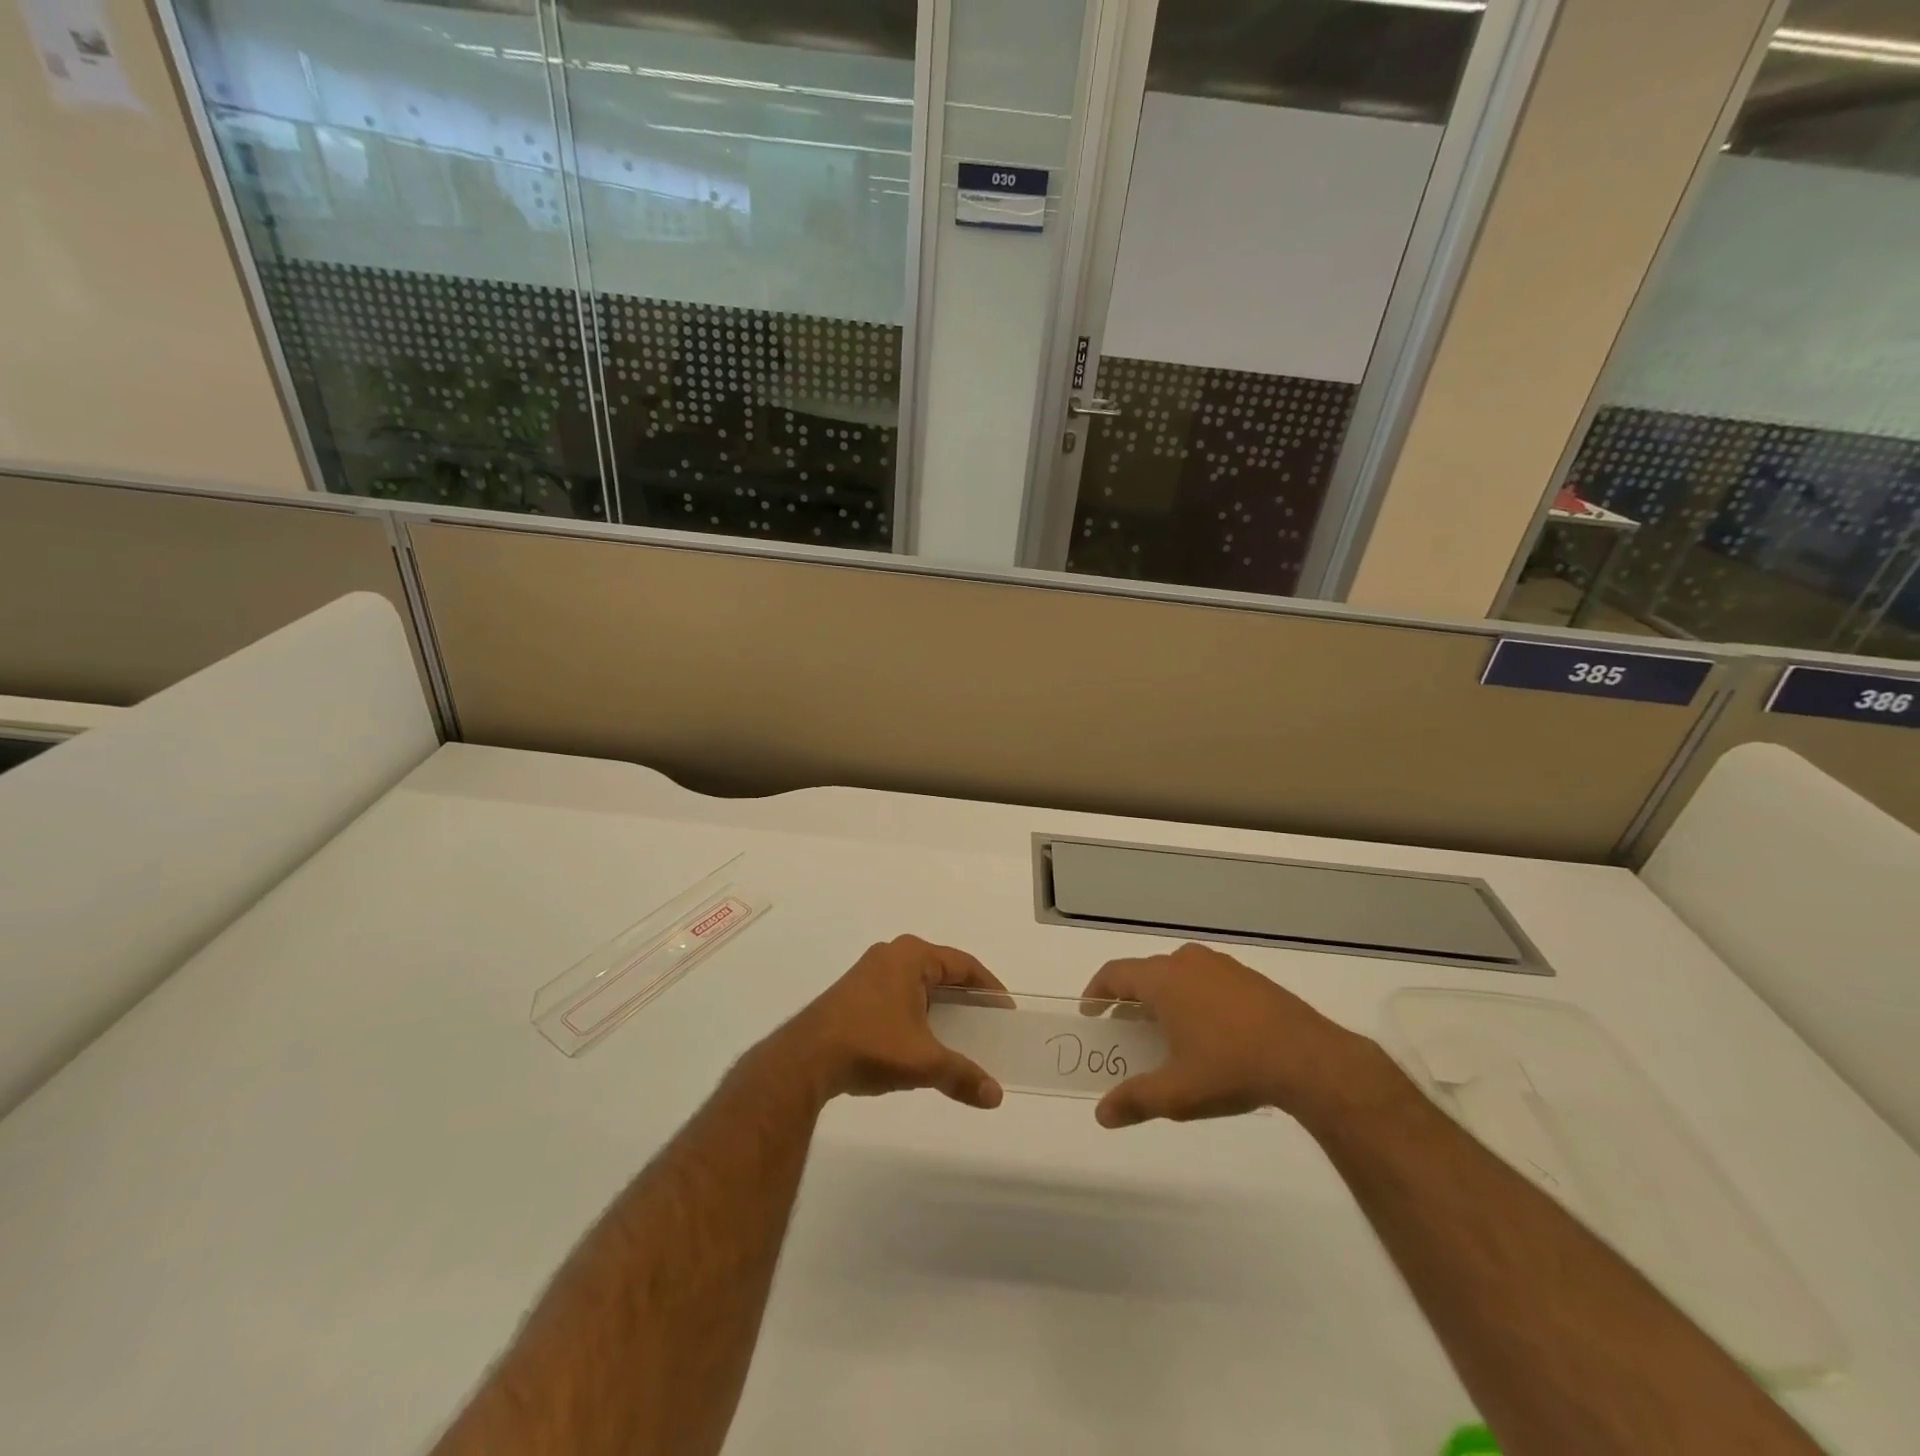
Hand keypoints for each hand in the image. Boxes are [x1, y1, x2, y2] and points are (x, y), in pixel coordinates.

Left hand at [778, 936, 1007, 1109]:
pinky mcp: (852, 995)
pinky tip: (920, 1043)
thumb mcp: (924, 1062)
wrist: (805, 1059)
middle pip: (940, 972)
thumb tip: (996, 1096)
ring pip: (917, 986)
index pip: (963, 964)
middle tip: (987, 1024)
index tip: (1005, 1011)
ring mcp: (868, 973)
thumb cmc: (871, 1044)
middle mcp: (890, 955)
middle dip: (965, 999)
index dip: (988, 987)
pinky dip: (916, 1015)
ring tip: (959, 1037)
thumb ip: (963, 1075)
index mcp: (911, 956)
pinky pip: (897, 997)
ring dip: (939, 1008)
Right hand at [1081, 943, 1379, 1128]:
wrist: (1308, 1059)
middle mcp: (1187, 962)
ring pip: (1177, 974)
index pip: (1115, 974)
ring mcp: (1221, 966)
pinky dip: (1192, 997)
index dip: (1097, 991)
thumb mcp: (1177, 1093)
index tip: (1091, 1013)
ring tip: (1164, 1031)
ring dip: (1162, 996)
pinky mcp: (1248, 977)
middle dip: (1129, 998)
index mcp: (1163, 979)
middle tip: (1124, 1029)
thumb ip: (1135, 1101)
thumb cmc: (1230, 1068)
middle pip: (1145, 972)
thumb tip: (1101, 1115)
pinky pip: (1205, 979)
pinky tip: (1207, 1031)